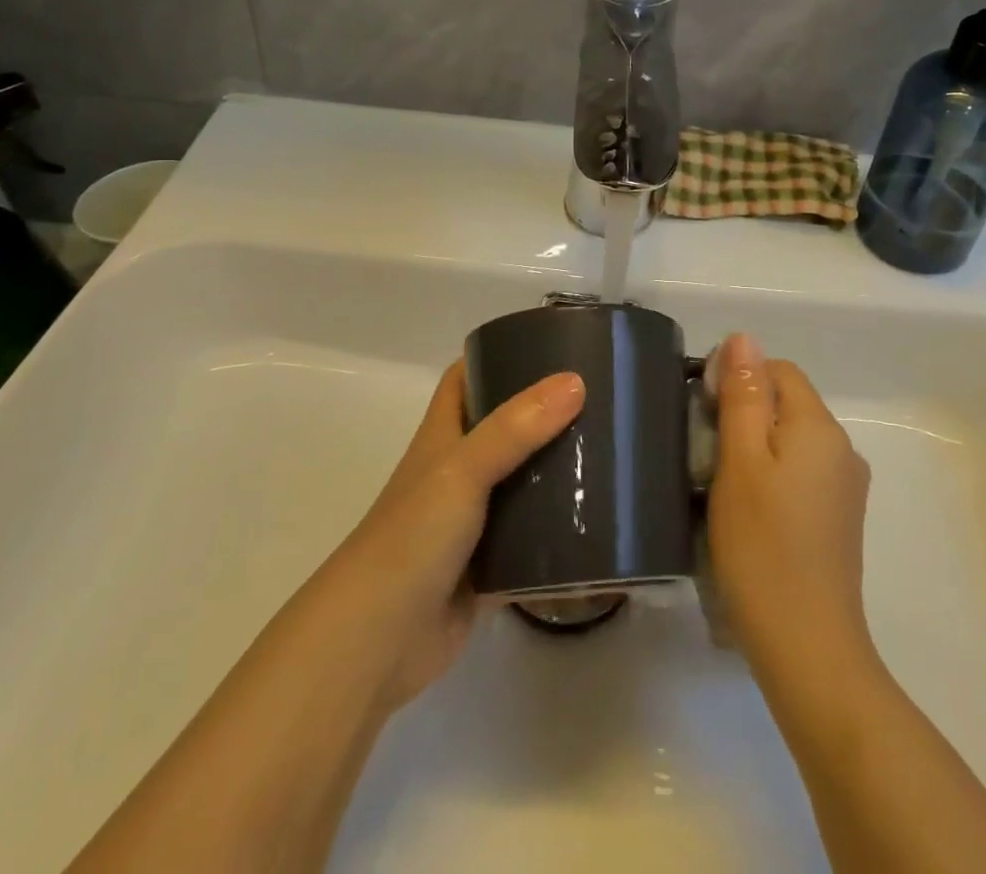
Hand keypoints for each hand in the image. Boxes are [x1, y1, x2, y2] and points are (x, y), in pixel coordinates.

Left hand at [298, 361, 584, 712]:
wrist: (376, 641)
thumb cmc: (412, 537)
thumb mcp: (463, 469)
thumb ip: (516, 428)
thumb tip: (575, 382)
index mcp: (443, 436)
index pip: (466, 378)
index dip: (497, 355)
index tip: (548, 344)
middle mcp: (457, 471)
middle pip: (504, 428)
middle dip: (544, 414)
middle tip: (598, 400)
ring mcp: (472, 521)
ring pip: (521, 484)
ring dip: (556, 473)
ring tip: (610, 455)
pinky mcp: (488, 568)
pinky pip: (531, 543)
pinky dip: (558, 536)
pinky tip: (598, 527)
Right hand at [707, 334, 874, 684]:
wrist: (807, 648)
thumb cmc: (762, 546)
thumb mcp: (740, 461)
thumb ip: (743, 395)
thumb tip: (744, 337)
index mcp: (820, 427)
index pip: (779, 371)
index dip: (739, 379)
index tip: (704, 412)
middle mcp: (843, 449)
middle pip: (788, 404)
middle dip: (746, 414)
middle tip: (707, 453)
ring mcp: (846, 488)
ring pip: (793, 440)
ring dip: (757, 448)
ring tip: (722, 485)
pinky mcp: (840, 519)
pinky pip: (802, 473)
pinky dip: (773, 477)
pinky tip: (751, 513)